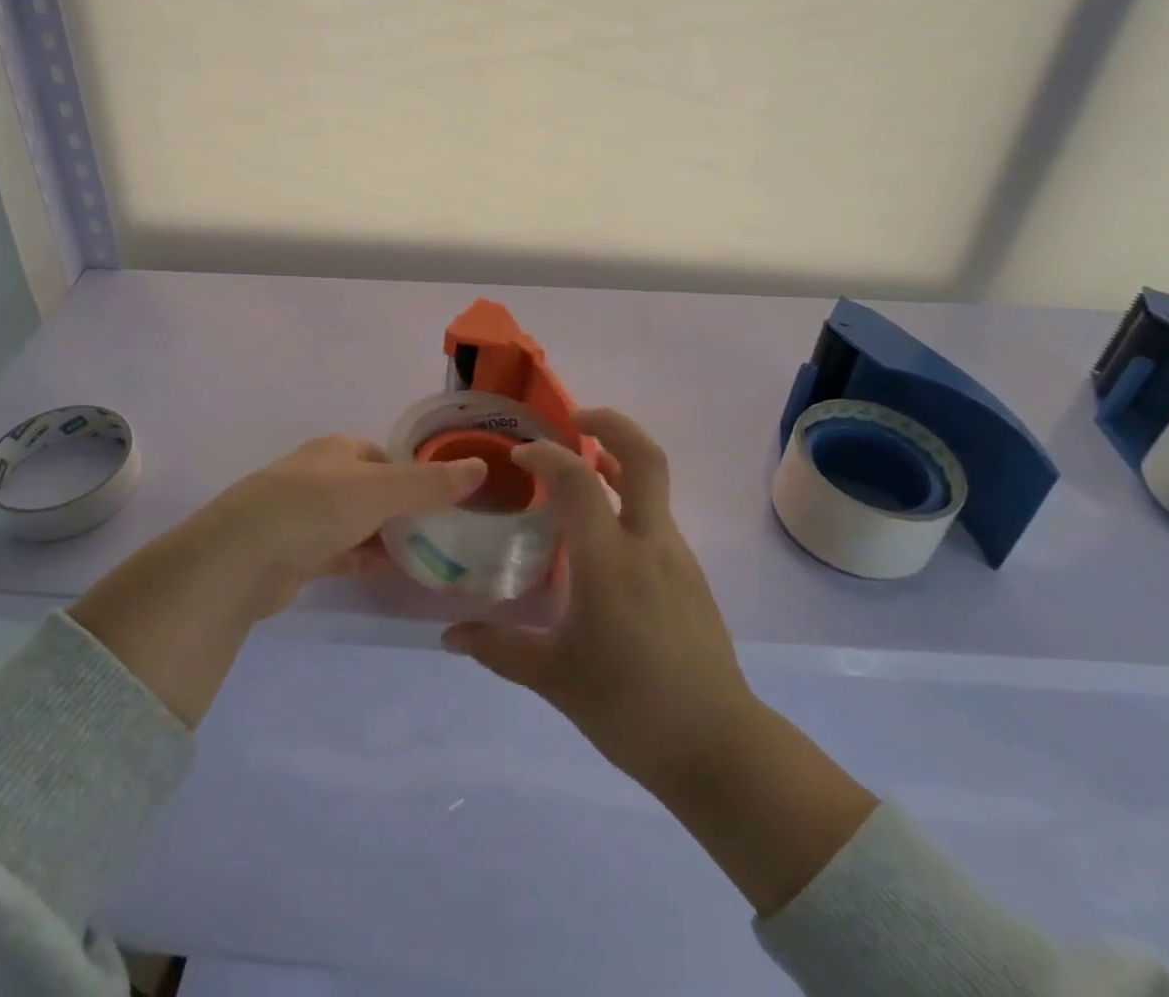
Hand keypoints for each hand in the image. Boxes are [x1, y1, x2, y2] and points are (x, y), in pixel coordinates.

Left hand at [183, 435, 488, 618]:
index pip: (385, 456)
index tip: (444, 498)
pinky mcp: (295, 553)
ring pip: (356, 523)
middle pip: (372, 489)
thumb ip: (431, 483)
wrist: (244, 556)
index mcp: (338, 450)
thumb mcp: (383, 490)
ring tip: (425, 556)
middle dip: (402, 509)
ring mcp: (304, 515)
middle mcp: (320, 476)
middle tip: (441, 531)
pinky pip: (340, 553)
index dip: (414, 474)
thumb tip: (480, 467)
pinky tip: (389, 574)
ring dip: (384, 537)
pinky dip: (363, 560)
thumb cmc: (317, 507)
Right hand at [445, 408, 877, 915]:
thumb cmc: (630, 709)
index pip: (578, 480)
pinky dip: (628, 501)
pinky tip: (601, 537)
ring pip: (653, 485)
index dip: (547, 455)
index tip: (521, 456)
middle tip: (574, 420)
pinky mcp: (690, 573)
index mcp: (611, 563)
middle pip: (645, 456)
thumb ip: (498, 649)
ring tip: (578, 473)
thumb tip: (450, 634)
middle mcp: (649, 544)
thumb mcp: (554, 679)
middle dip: (610, 423)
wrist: (719, 748)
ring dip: (618, 462)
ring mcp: (677, 556)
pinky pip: (656, 517)